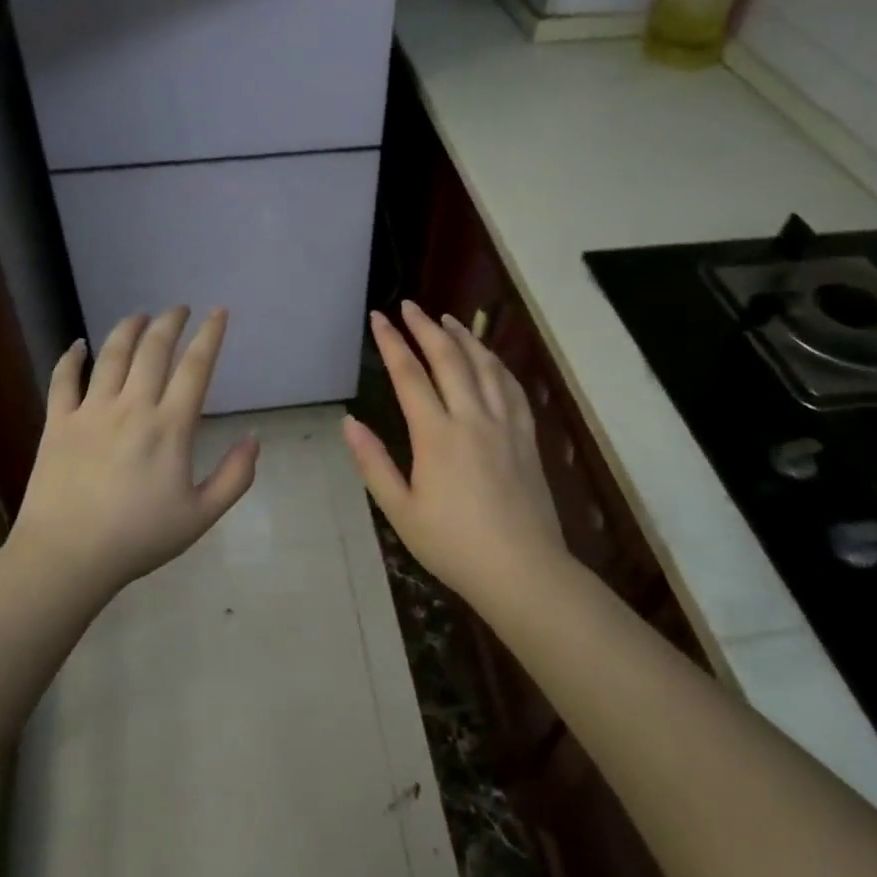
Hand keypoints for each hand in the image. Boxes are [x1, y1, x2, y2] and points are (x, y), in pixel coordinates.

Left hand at [11, 307, 258, 594]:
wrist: (68, 556)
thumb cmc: (138, 538)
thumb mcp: (200, 516)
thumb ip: (235, 477)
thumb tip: (254, 439)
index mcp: (170, 427)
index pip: (195, 367)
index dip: (210, 335)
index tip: (218, 312)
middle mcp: (132, 407)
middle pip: (154, 350)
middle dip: (170, 322)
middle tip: (179, 309)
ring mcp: (91, 411)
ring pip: (112, 355)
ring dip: (129, 329)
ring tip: (139, 315)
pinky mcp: (58, 422)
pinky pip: (63, 379)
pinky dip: (72, 357)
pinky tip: (79, 345)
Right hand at [343, 302, 567, 602]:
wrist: (522, 570)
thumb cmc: (453, 545)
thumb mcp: (401, 511)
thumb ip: (374, 463)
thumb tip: (349, 424)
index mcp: (436, 435)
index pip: (409, 375)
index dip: (391, 342)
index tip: (378, 318)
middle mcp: (472, 418)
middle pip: (449, 358)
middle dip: (425, 328)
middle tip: (410, 306)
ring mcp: (505, 424)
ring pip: (485, 366)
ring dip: (464, 337)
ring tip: (447, 319)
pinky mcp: (527, 436)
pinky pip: (513, 388)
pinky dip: (497, 364)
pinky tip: (490, 358)